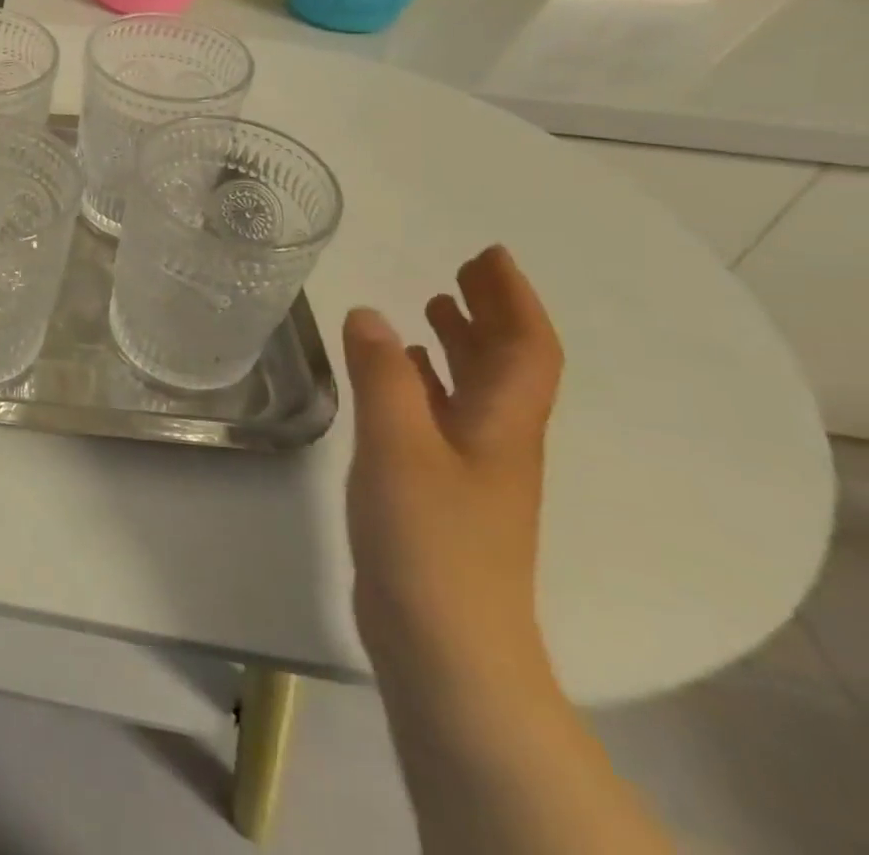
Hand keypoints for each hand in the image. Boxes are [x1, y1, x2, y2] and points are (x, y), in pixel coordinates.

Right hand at [343, 245, 562, 692]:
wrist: (444, 640)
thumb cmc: (429, 537)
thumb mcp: (399, 446)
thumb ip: (383, 377)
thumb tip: (370, 314)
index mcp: (502, 426)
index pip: (526, 349)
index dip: (513, 299)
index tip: (488, 255)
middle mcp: (498, 441)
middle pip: (508, 365)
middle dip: (491, 312)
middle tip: (461, 269)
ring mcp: (471, 468)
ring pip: (476, 390)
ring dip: (462, 343)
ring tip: (432, 306)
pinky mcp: (441, 489)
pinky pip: (443, 414)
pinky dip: (428, 382)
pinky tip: (402, 374)